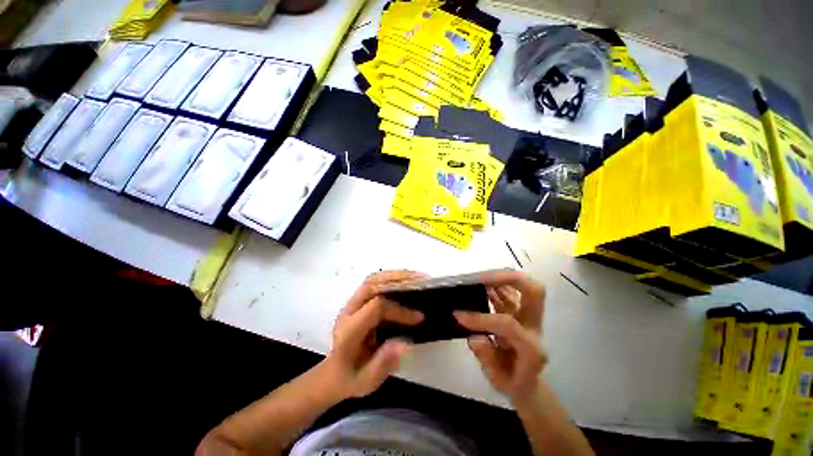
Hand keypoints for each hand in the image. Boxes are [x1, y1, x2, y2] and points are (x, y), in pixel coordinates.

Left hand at [324, 270, 425, 399]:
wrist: (333, 372)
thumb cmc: (350, 378)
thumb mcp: (366, 382)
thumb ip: (382, 364)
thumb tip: (404, 342)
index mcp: (349, 331)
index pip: (376, 308)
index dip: (400, 310)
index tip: (419, 317)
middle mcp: (349, 310)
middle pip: (373, 284)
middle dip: (399, 280)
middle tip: (422, 281)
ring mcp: (352, 302)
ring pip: (373, 279)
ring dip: (396, 275)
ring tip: (417, 276)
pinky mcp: (358, 299)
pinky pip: (375, 282)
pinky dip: (391, 278)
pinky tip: (405, 280)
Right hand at [455, 270, 546, 401]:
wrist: (526, 383)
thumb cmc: (511, 382)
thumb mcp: (497, 380)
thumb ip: (487, 359)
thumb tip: (476, 337)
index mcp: (531, 347)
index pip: (508, 324)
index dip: (482, 319)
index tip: (459, 316)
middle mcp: (534, 327)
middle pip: (534, 292)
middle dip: (509, 279)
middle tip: (482, 278)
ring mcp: (529, 317)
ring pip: (524, 286)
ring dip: (501, 277)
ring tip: (478, 277)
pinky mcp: (520, 311)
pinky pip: (511, 291)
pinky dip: (497, 284)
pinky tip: (482, 284)